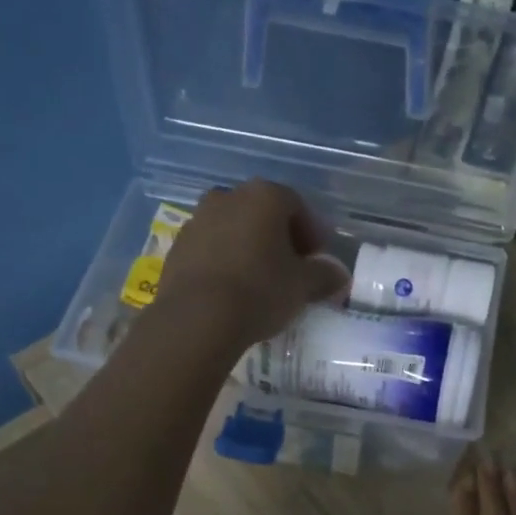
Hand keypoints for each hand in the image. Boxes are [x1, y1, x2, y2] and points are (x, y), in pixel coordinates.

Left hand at [153, 181, 351, 349]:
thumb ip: (324, 275)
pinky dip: (224, 261)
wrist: (197, 318)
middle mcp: (228, 197)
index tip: (317, 259)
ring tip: (259, 280)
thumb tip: (339, 274)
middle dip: (279, 237)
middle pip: (262, 213)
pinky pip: (210, 248)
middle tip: (290, 267)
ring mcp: (197, 220)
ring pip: (233, 229)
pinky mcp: (176, 247)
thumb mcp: (303, 286)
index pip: (296, 205)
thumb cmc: (260, 290)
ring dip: (249, 247)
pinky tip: (231, 289)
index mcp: (264, 196)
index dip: (311, 232)